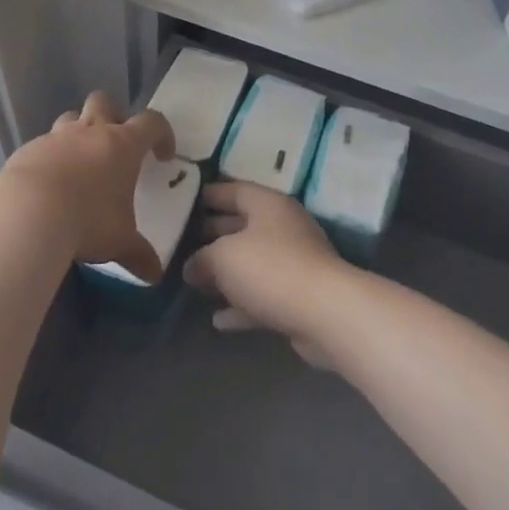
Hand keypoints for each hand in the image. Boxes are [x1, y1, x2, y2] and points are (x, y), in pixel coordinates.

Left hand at [0, 91, 174, 282]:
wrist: (27, 213)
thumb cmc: (87, 221)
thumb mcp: (119, 242)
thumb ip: (139, 255)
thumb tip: (155, 275)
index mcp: (122, 145)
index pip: (152, 122)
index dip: (162, 134)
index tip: (162, 156)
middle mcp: (90, 132)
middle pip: (104, 102)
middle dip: (113, 115)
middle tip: (115, 145)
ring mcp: (56, 137)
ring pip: (71, 118)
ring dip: (78, 132)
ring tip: (80, 163)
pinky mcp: (28, 150)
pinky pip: (44, 145)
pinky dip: (51, 157)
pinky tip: (48, 184)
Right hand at [184, 182, 362, 368]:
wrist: (325, 313)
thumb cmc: (270, 268)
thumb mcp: (224, 256)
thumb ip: (202, 258)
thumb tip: (191, 267)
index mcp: (268, 205)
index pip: (235, 190)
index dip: (211, 194)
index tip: (187, 200)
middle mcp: (283, 228)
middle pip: (243, 225)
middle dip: (214, 234)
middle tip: (183, 240)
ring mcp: (293, 264)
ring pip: (252, 263)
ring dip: (226, 273)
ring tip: (195, 280)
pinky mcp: (297, 297)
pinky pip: (261, 296)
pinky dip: (241, 306)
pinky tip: (218, 320)